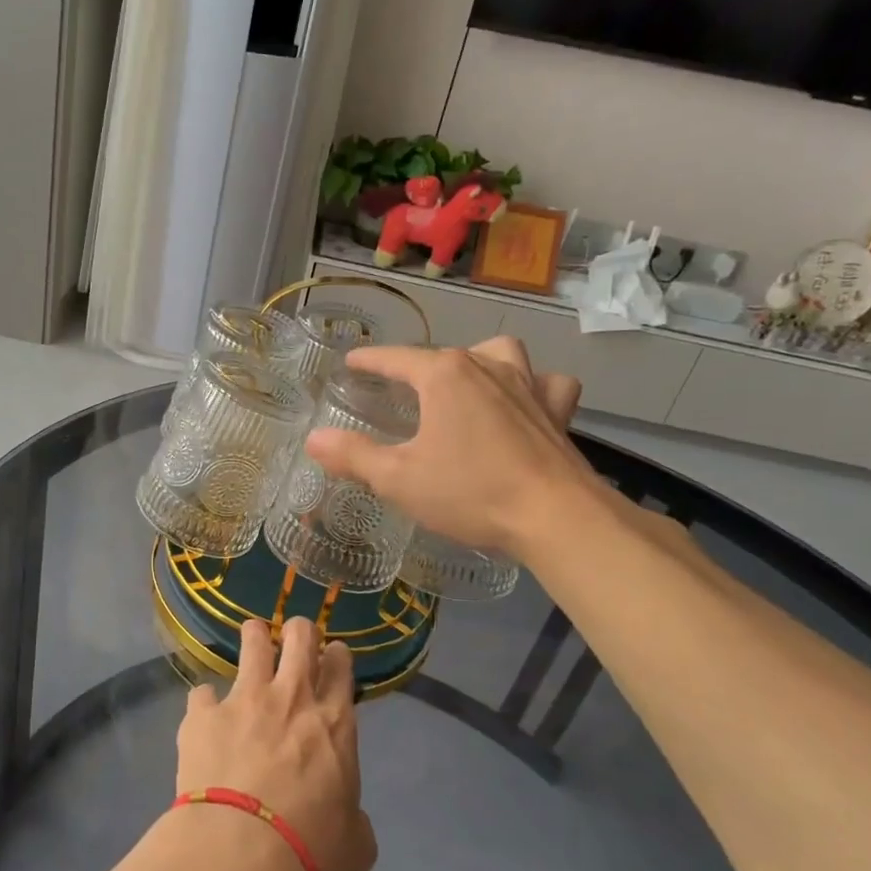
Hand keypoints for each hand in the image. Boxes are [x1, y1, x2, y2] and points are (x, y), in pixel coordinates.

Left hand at [175, 618, 377, 870]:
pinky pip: (202, 692)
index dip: (336, 656)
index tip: (332, 657)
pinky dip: (206, 704)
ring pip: (253, 640)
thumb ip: (353, 816)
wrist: (241, 852)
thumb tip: (346, 817)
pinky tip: (204, 718)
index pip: (340, 666)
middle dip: (299, 631)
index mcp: (333, 722)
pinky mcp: (203, 714)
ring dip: (254, 638)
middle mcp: (291, 697)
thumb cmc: (310, 850)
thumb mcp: (356, 842)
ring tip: (252, 643)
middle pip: (300, 636)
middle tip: (294, 641)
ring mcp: (244, 699)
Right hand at [304, 337, 591, 558]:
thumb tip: (314, 439)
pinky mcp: (557, 411)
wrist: (555, 516)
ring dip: (481, 362)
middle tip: (403, 391)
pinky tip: (525, 404)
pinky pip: (547, 385)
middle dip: (420, 367)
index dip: (370, 361)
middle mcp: (487, 366)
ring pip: (501, 354)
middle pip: (445, 355)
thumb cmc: (470, 491)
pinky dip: (534, 388)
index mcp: (444, 376)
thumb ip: (353, 456)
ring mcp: (528, 384)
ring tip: (467, 385)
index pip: (396, 358)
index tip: (352, 362)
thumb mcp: (398, 479)